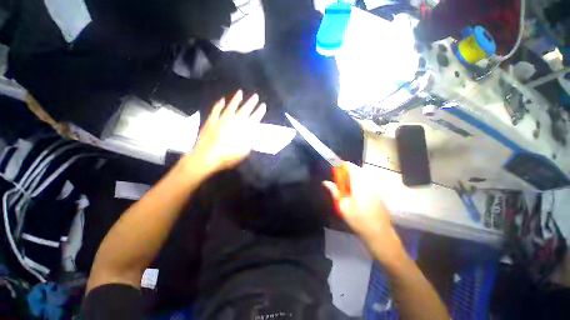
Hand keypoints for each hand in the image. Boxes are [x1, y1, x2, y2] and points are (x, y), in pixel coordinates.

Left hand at [184, 90, 265, 175]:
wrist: (207, 157)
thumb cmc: (228, 156)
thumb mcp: (245, 151)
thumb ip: (251, 140)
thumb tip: (254, 132)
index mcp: (244, 128)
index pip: (255, 117)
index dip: (260, 111)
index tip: (263, 105)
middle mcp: (234, 120)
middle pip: (245, 109)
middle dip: (251, 102)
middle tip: (255, 96)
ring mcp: (222, 118)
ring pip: (231, 106)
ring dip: (236, 99)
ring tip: (240, 92)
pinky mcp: (212, 120)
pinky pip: (216, 109)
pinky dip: (219, 104)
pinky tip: (222, 100)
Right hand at [323, 163, 403, 261]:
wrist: (379, 234)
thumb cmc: (358, 220)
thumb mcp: (342, 206)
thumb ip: (334, 191)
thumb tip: (325, 182)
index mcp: (359, 183)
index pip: (350, 166)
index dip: (342, 165)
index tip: (334, 170)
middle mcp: (368, 182)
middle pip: (357, 169)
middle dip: (346, 171)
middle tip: (338, 180)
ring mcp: (375, 187)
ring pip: (362, 174)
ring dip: (353, 176)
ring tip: (345, 185)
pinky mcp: (377, 192)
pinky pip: (367, 180)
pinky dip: (359, 181)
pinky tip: (354, 191)